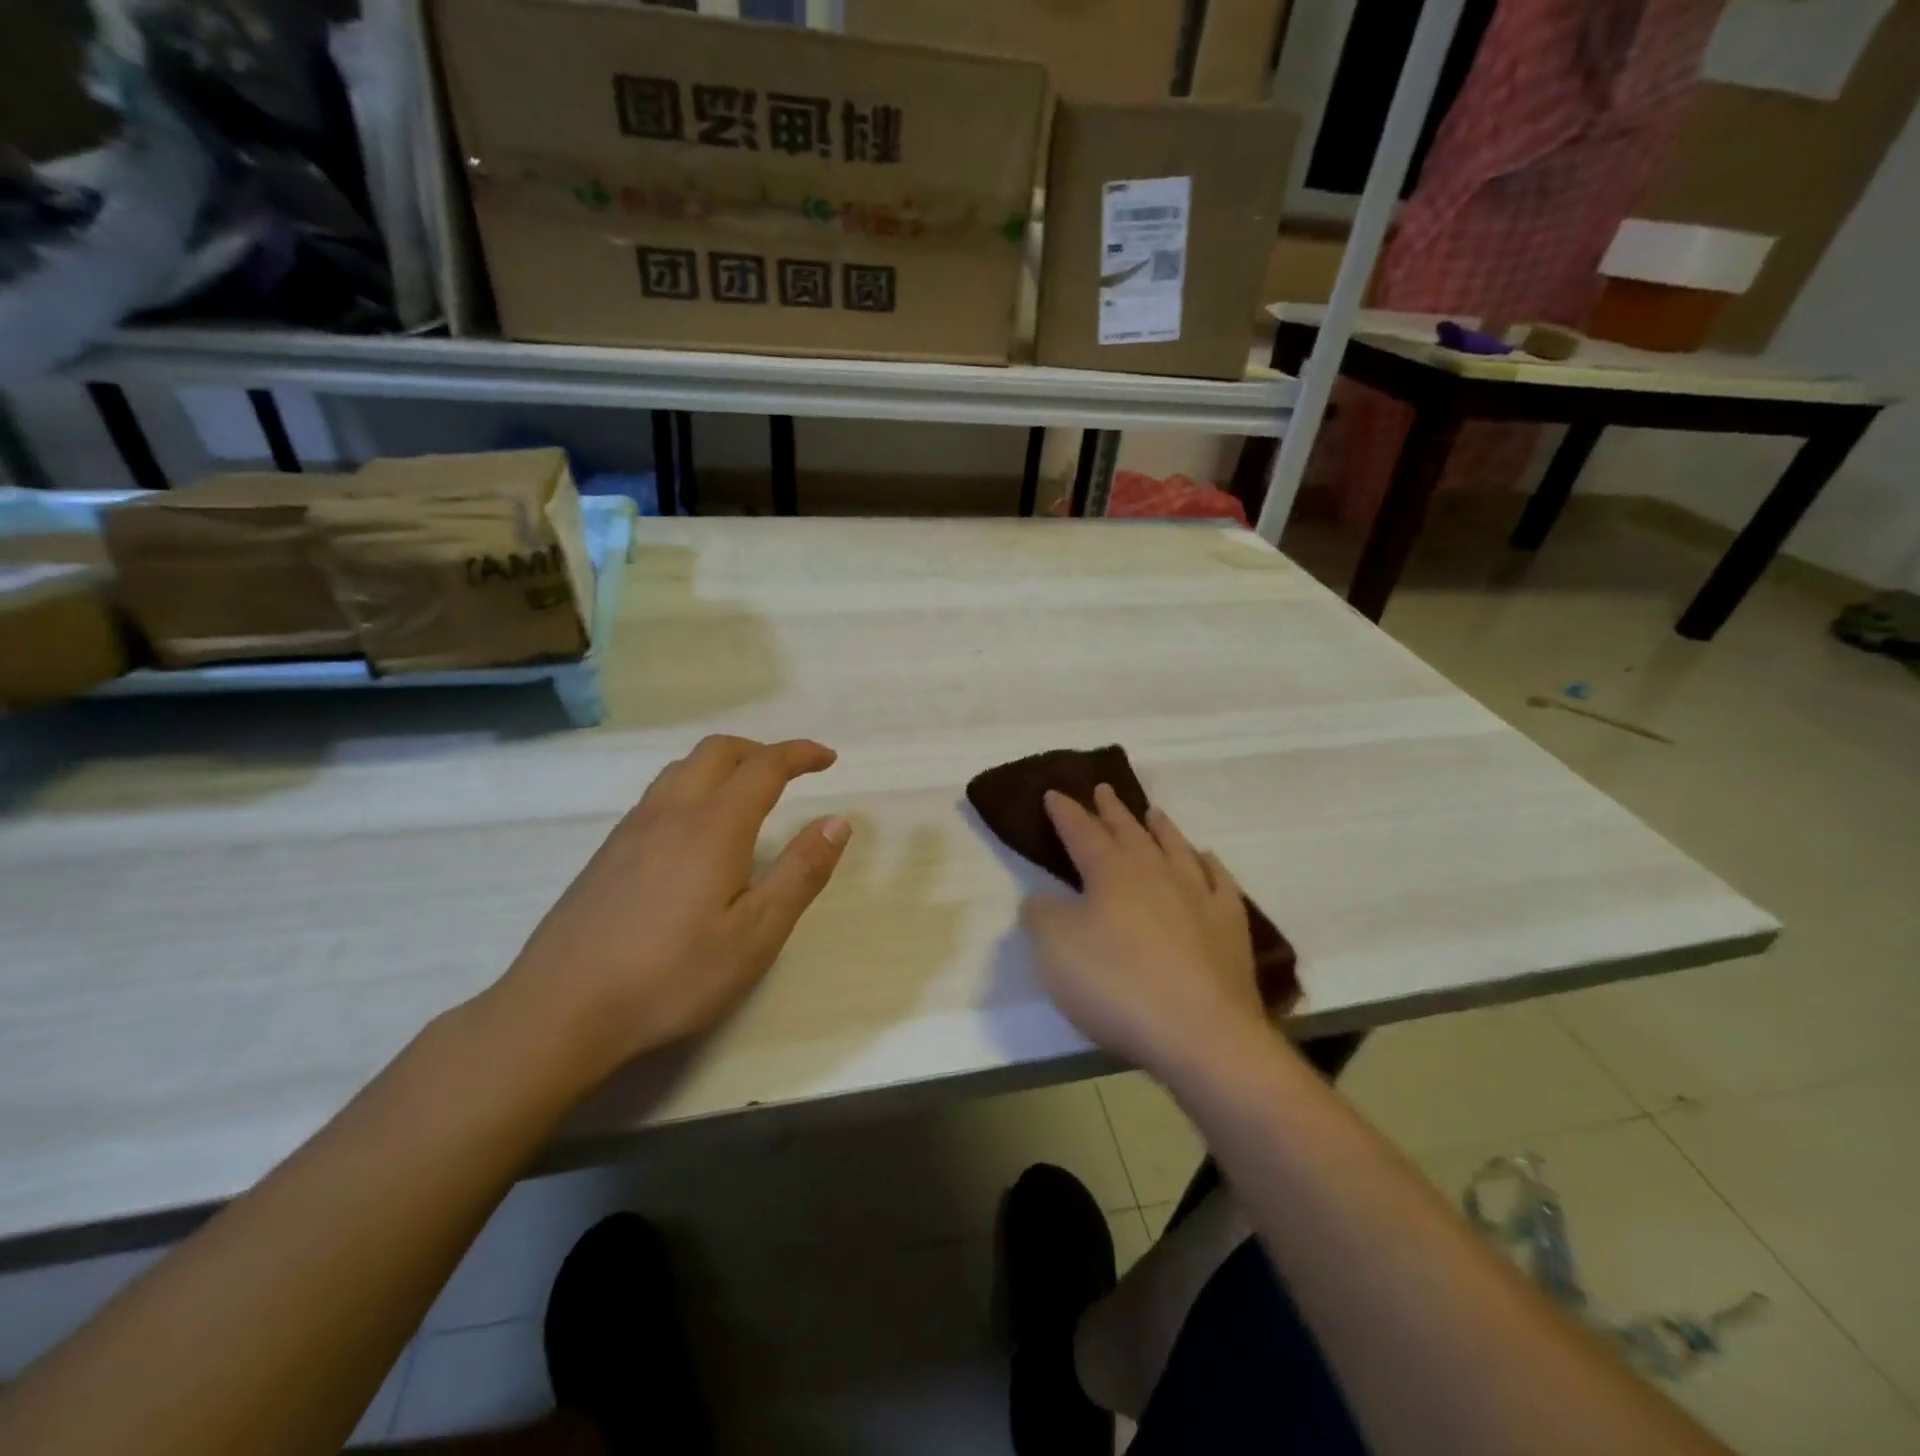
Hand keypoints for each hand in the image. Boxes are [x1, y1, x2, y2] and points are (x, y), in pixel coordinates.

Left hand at [501, 735, 849, 1073]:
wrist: (559, 1010)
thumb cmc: (672, 975)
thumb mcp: (756, 934)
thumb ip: (801, 873)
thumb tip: (838, 822)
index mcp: (714, 826)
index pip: (764, 766)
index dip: (800, 754)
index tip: (828, 759)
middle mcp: (671, 813)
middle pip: (716, 751)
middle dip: (760, 750)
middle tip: (790, 772)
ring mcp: (631, 831)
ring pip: (681, 769)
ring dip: (722, 764)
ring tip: (745, 794)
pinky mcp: (606, 854)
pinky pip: (657, 795)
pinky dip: (691, 787)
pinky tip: (694, 833)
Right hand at [1021, 786, 1266, 1079]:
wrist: (1201, 1034)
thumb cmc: (1118, 986)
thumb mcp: (1055, 950)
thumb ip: (1042, 915)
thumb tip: (1043, 899)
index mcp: (1111, 873)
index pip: (1082, 833)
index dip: (1066, 813)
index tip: (1054, 794)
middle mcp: (1156, 873)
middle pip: (1130, 832)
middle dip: (1111, 810)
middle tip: (1103, 789)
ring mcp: (1199, 897)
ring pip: (1176, 848)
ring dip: (1161, 828)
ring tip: (1153, 812)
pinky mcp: (1230, 927)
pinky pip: (1220, 883)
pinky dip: (1210, 866)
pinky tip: (1207, 860)